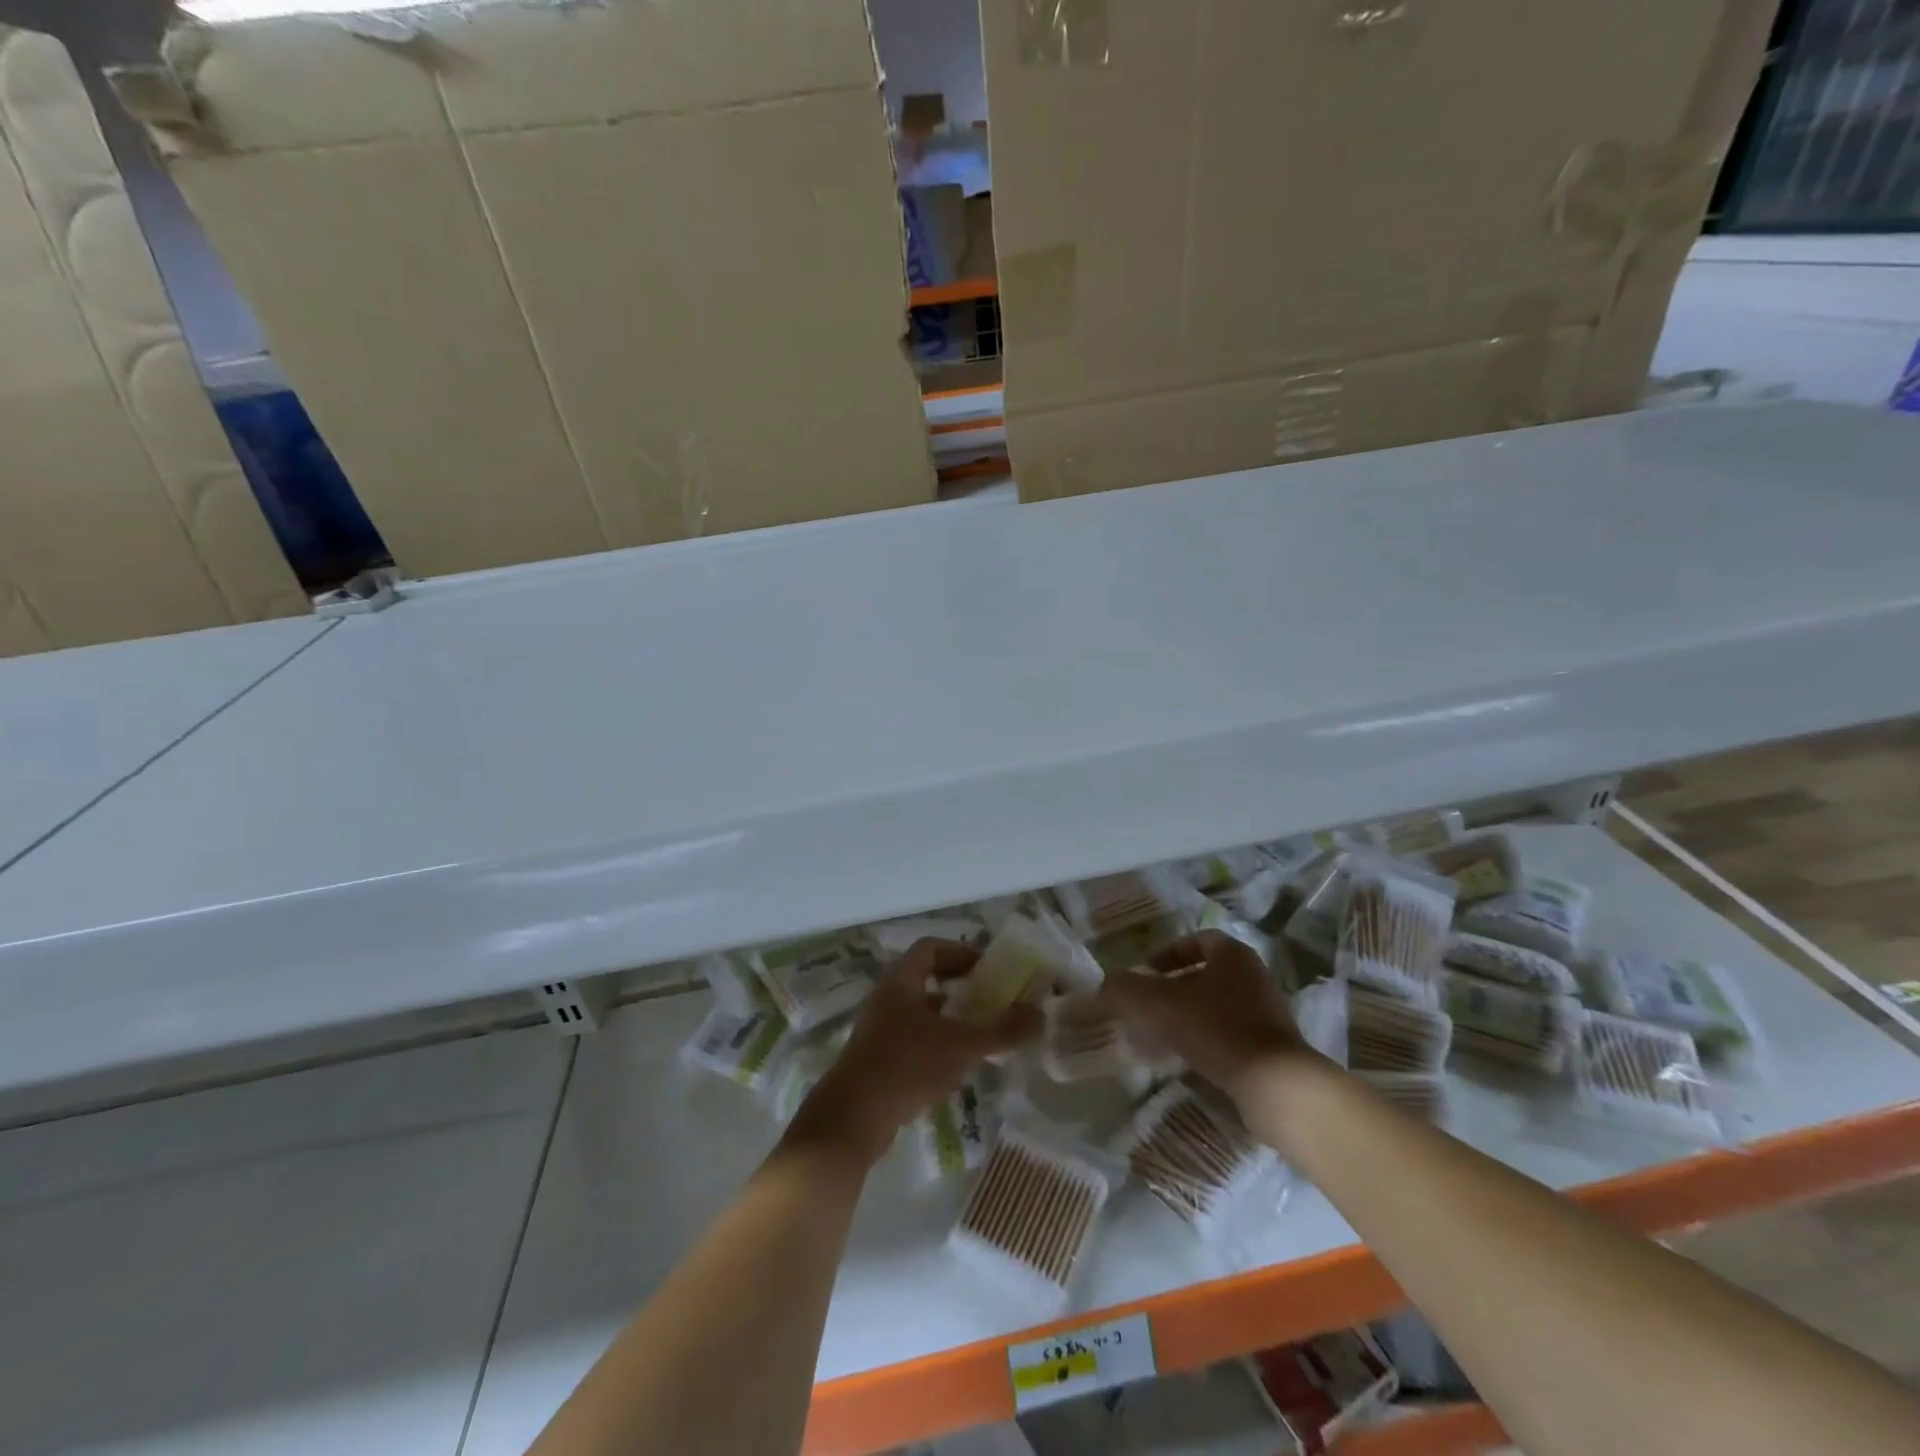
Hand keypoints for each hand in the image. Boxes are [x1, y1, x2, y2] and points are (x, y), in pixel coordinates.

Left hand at [785, 939, 1040, 1165]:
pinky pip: (910, 1037)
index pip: (930, 948)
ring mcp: (877, 1030)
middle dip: (958, 984)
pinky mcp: (875, 1060)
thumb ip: (1002, 1030)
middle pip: (924, 977)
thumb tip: (1040, 1014)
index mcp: (900, 982)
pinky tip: (954, 1064)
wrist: (852, 1119)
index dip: (960, 952)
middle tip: (988, 996)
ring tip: (978, 1031)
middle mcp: (885, 999)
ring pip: (917, 1010)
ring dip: (947, 1015)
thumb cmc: (906, 1067)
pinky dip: (934, 1041)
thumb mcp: (962, 1045)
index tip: (988, 967)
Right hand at [1098, 930, 1315, 1102]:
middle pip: (1208, 972)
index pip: (1197, 940)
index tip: (1147, 972)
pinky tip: (1192, 1056)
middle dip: (1177, 985)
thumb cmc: (1217, 1029)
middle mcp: (1255, 975)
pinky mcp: (1274, 1045)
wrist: (1277, 1085)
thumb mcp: (1160, 1004)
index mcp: (1233, 954)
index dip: (1168, 953)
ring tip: (1166, 1032)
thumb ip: (1127, 990)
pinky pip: (1233, 1030)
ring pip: (1220, 1002)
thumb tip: (1106, 984)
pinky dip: (1210, 1037)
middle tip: (1151, 1003)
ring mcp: (1268, 1011)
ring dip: (1192, 1012)